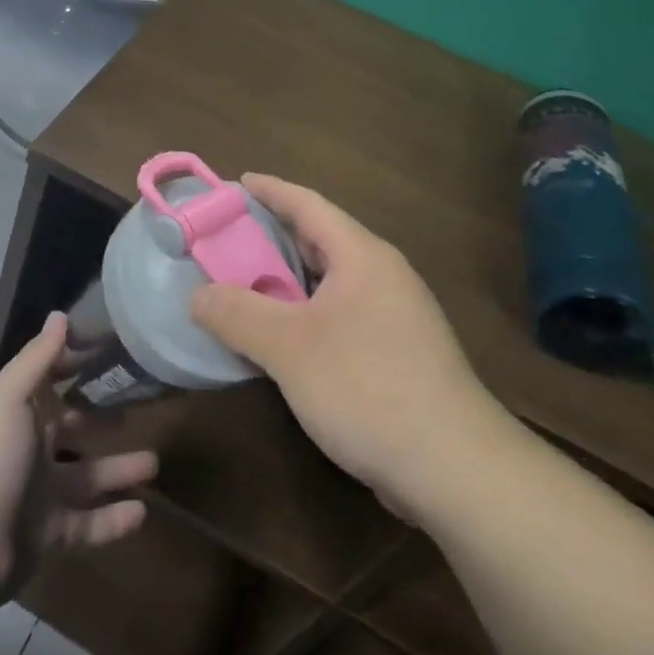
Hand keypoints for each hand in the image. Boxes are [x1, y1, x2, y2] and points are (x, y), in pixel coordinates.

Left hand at [0, 312, 156, 609]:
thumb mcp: (10, 397)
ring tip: (154, 463)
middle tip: (141, 407)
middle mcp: (29, 447)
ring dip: (118, 469)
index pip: (50, 378)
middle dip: (103, 418)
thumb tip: (59, 314)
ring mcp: (39, 492)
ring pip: (87, 476)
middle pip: (73, 427)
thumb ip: (37, 358)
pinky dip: (112, 520)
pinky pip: (88, 524)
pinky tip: (141, 513)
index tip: (113, 350)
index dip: (76, 362)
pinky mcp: (49, 534)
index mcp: (18, 411)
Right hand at [191, 175, 508, 513]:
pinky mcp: (398, 355)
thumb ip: (237, 314)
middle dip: (272, 237)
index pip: (308, 205)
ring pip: (330, 283)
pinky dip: (304, 315)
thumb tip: (196, 296)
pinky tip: (280, 340)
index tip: (234, 184)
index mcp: (362, 257)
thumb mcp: (289, 348)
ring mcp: (395, 317)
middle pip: (319, 241)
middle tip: (226, 240)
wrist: (456, 470)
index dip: (270, 191)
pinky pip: (340, 317)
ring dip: (287, 282)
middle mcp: (382, 277)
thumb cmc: (368, 388)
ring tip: (243, 286)